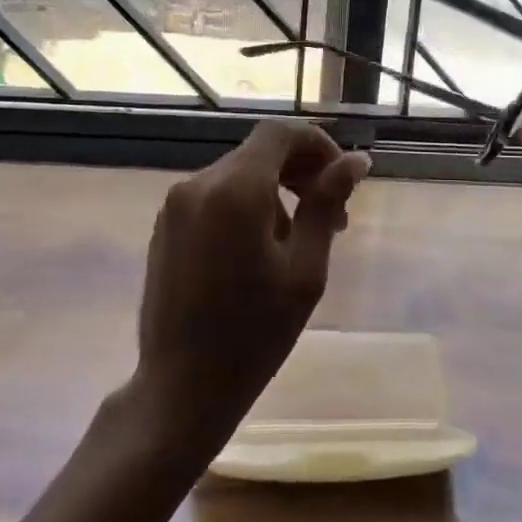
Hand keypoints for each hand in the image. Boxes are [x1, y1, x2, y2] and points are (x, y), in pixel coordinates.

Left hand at [134, 121, 370, 450]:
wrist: (180, 387)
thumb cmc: (254, 334)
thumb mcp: (304, 270)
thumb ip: (326, 205)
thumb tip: (356, 161)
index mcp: (235, 190)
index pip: (280, 134)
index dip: (317, 144)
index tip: (343, 178)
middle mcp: (199, 184)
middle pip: (259, 152)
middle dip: (301, 172)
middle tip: (335, 216)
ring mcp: (176, 204)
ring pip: (238, 174)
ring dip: (275, 191)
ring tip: (299, 241)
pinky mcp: (165, 226)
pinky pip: (214, 196)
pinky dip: (245, 205)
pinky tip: (260, 250)